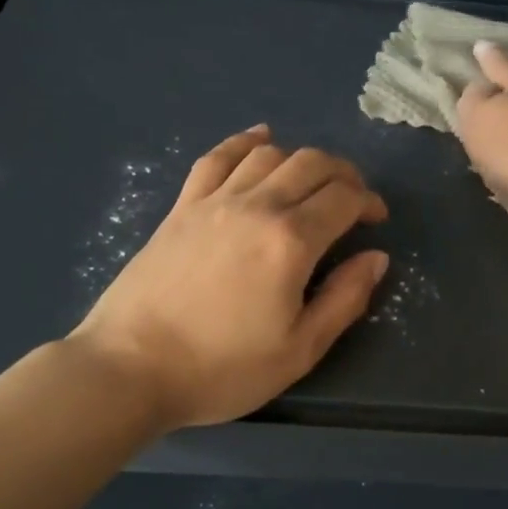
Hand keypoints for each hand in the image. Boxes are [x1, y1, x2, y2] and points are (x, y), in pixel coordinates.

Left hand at [70, 126, 388, 429]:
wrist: (131, 368)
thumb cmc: (221, 368)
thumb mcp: (299, 350)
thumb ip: (344, 299)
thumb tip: (375, 257)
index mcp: (290, 241)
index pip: (343, 198)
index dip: (368, 201)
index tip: (376, 219)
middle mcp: (256, 206)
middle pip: (311, 164)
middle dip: (343, 173)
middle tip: (353, 198)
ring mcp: (213, 201)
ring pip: (268, 154)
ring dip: (300, 159)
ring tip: (311, 181)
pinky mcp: (181, 207)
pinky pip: (217, 157)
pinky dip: (245, 142)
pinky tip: (259, 139)